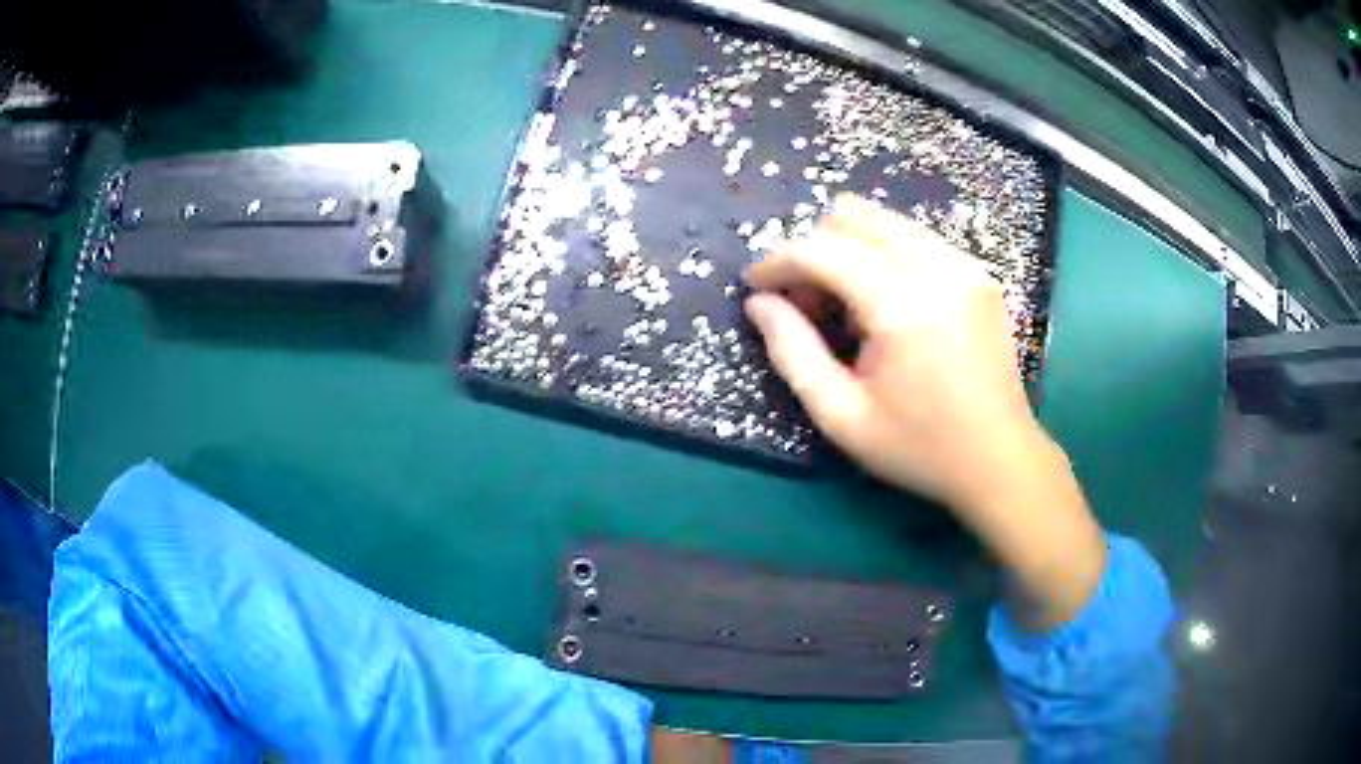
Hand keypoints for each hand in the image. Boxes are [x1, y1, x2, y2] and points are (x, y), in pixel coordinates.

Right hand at [744, 194, 1105, 628]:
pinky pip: (916, 238)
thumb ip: (791, 352)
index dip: (777, 261)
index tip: (756, 286)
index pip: (821, 249)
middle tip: (804, 302)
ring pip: (885, 221)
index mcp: (901, 304)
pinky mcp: (978, 273)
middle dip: (814, 249)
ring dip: (849, 248)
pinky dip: (884, 255)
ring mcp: (964, 264)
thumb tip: (759, 303)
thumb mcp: (841, 415)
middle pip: (853, 217)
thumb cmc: (918, 448)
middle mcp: (937, 267)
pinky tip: (884, 304)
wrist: (1000, 459)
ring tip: (843, 304)